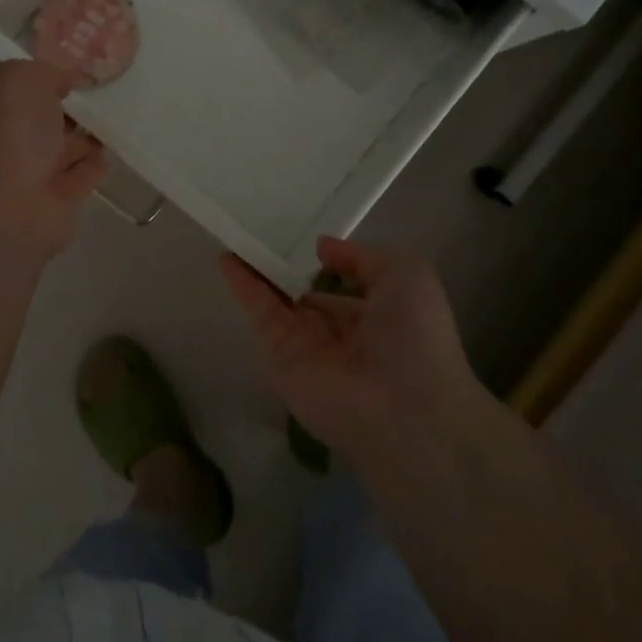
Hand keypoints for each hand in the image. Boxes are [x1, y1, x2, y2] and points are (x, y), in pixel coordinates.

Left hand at [0, 60, 106, 255]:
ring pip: (60, 149)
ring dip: (83, 137)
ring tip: (114, 120)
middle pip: (39, 119)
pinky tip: (110, 153)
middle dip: (66, 107)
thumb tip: (65, 79)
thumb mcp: (23, 79)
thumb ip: (46, 72)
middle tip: (101, 93)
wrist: (7, 209)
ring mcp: (28, 174)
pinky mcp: (55, 203)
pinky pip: (79, 177)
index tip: (76, 69)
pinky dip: (93, 166)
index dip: (43, 76)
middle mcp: (3, 140)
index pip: (15, 86)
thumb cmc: (9, 133)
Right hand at [219, 237, 492, 471]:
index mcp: (376, 318)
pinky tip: (227, 257)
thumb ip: (361, 257)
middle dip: (285, 270)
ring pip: (276, 301)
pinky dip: (242, 285)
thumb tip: (322, 248)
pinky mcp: (278, 356)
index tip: (302, 239)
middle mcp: (339, 334)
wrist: (402, 408)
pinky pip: (259, 313)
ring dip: (257, 271)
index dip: (324, 267)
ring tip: (237, 236)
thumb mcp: (406, 275)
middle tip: (261, 234)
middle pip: (304, 296)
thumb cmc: (415, 336)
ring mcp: (306, 346)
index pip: (342, 291)